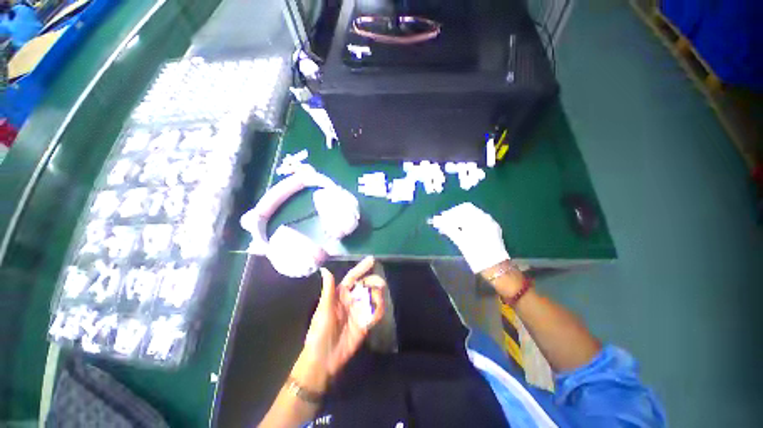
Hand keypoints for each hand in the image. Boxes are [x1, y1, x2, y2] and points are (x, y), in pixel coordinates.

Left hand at [295, 257, 385, 391]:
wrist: (324, 360)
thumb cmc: (319, 332)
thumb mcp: (323, 310)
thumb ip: (328, 290)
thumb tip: (324, 269)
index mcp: (340, 295)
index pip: (353, 278)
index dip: (361, 268)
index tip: (372, 260)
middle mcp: (351, 300)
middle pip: (365, 285)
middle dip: (373, 282)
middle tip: (380, 284)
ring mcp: (359, 311)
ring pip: (372, 297)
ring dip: (378, 295)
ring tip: (378, 298)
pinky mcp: (365, 324)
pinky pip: (375, 313)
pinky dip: (379, 310)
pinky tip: (378, 310)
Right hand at [429, 202, 509, 273]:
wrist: (495, 268)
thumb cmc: (476, 254)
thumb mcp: (461, 241)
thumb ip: (448, 228)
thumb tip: (437, 220)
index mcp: (480, 219)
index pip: (463, 209)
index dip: (451, 212)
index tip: (441, 219)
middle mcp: (487, 218)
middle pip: (468, 211)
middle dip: (455, 216)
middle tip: (444, 223)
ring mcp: (490, 224)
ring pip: (472, 217)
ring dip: (460, 220)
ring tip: (450, 228)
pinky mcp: (492, 231)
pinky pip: (478, 222)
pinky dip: (468, 224)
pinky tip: (461, 231)